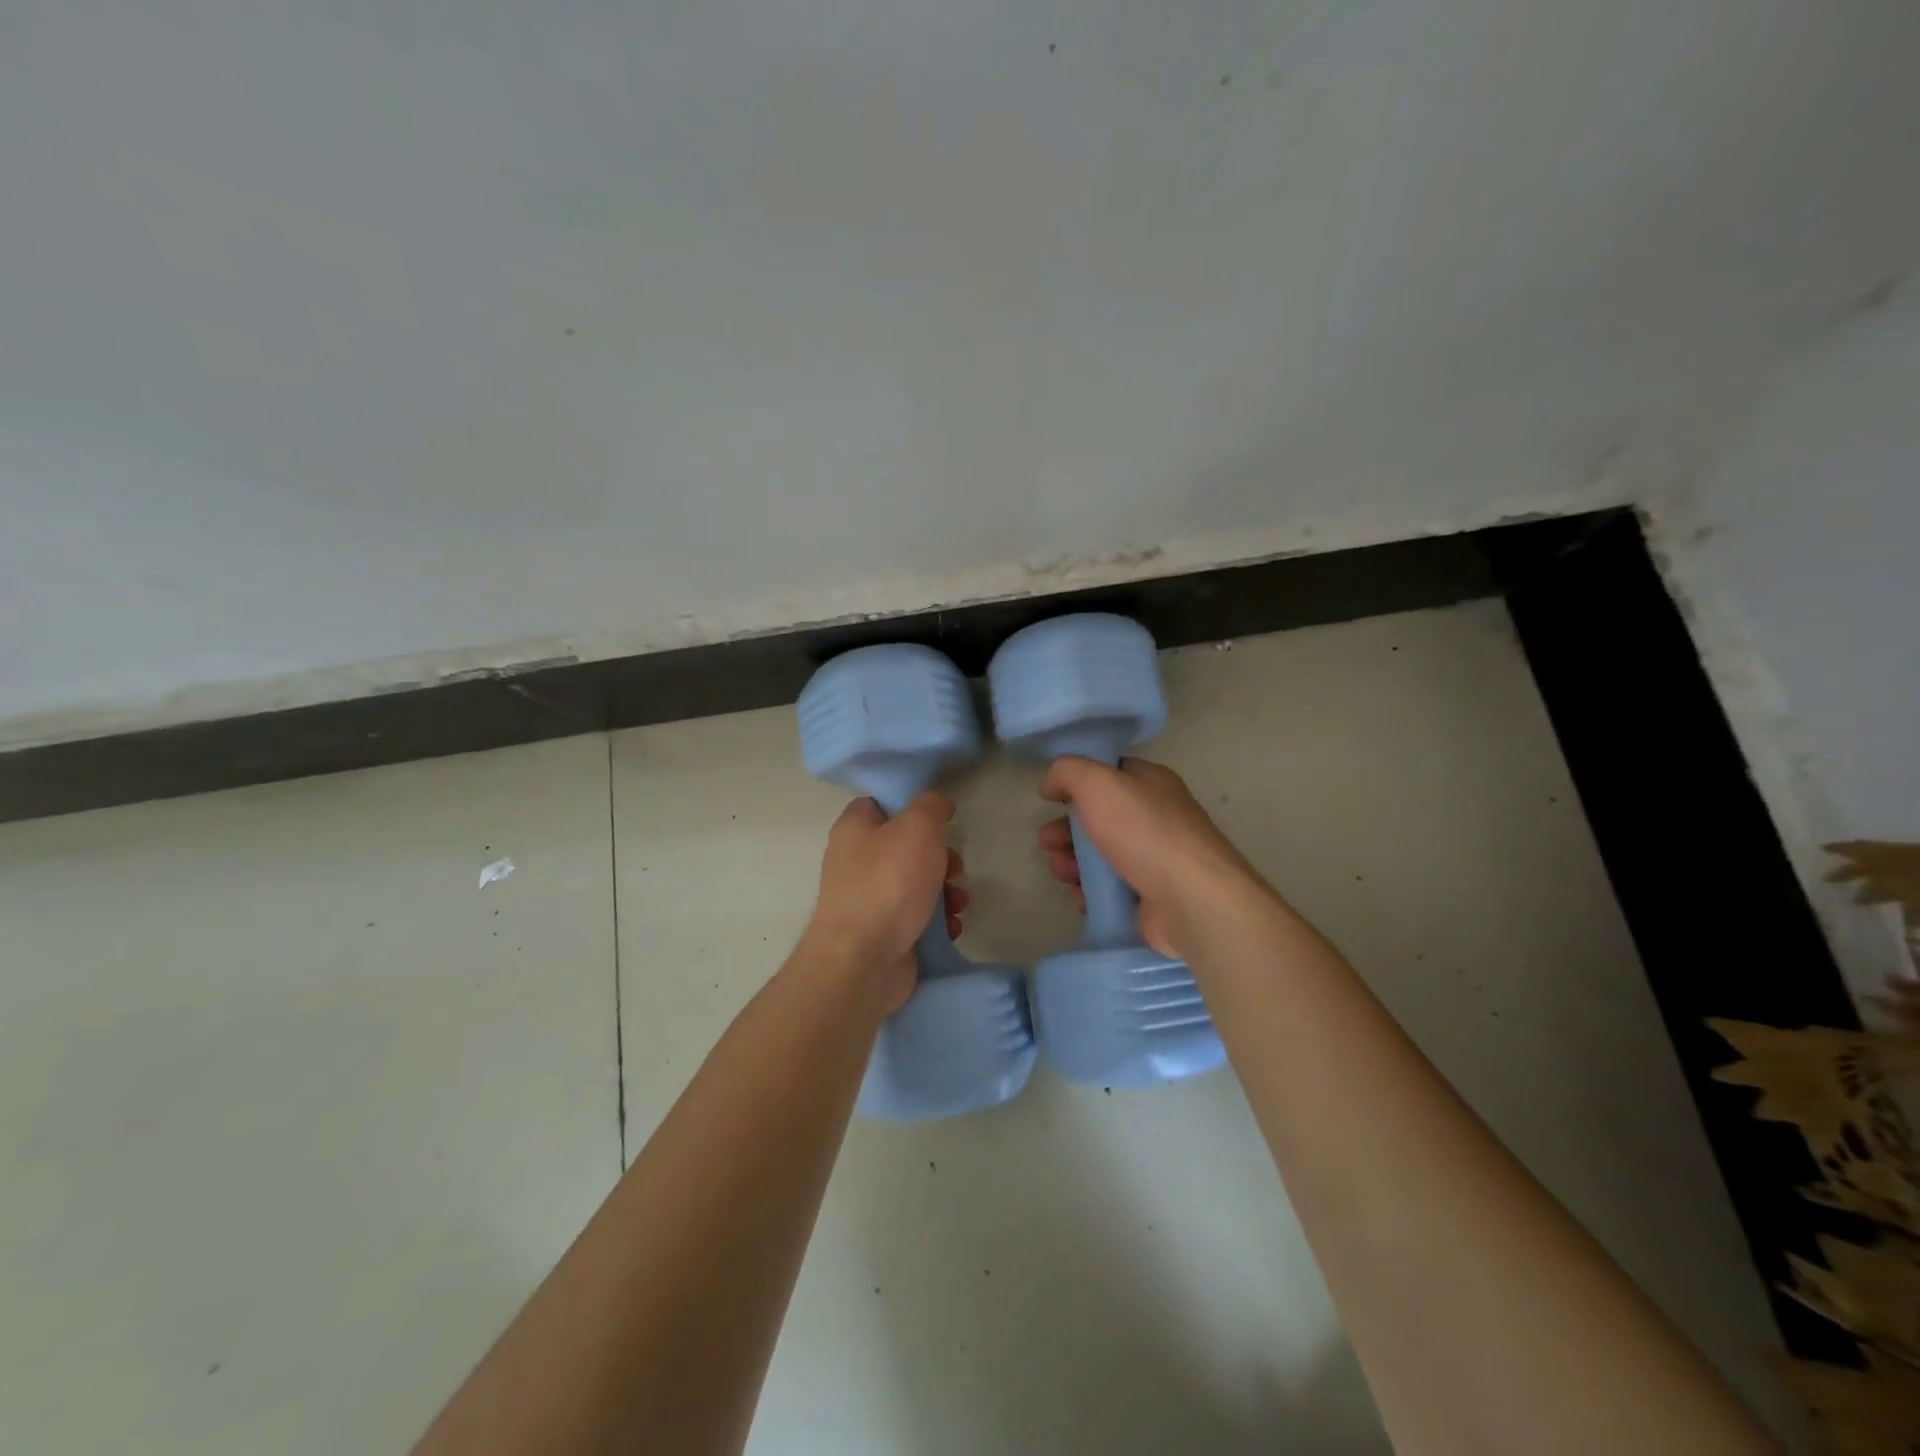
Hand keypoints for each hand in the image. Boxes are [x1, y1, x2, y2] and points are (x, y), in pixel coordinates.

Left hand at [803, 793, 968, 1012]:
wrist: (863, 961)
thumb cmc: (888, 883)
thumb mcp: (917, 827)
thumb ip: (930, 806)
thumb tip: (937, 803)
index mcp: (854, 828)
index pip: (881, 804)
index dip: (912, 806)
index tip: (941, 818)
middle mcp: (855, 861)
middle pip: (906, 847)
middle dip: (940, 858)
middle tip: (954, 868)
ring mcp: (867, 899)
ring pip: (916, 884)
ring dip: (945, 891)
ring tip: (958, 903)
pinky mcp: (881, 932)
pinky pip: (916, 917)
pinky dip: (936, 921)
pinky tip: (949, 927)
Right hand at [1038, 757, 1263, 962]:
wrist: (1191, 900)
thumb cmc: (1144, 832)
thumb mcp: (1098, 783)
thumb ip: (1068, 772)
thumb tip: (1050, 783)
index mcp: (1151, 784)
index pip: (1109, 774)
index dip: (1077, 782)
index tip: (1050, 797)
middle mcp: (1155, 818)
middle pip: (1099, 819)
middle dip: (1066, 830)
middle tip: (1046, 842)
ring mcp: (1155, 860)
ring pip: (1101, 856)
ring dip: (1072, 862)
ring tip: (1060, 872)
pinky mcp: (1150, 898)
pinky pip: (1110, 890)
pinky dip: (1089, 892)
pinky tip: (1078, 896)